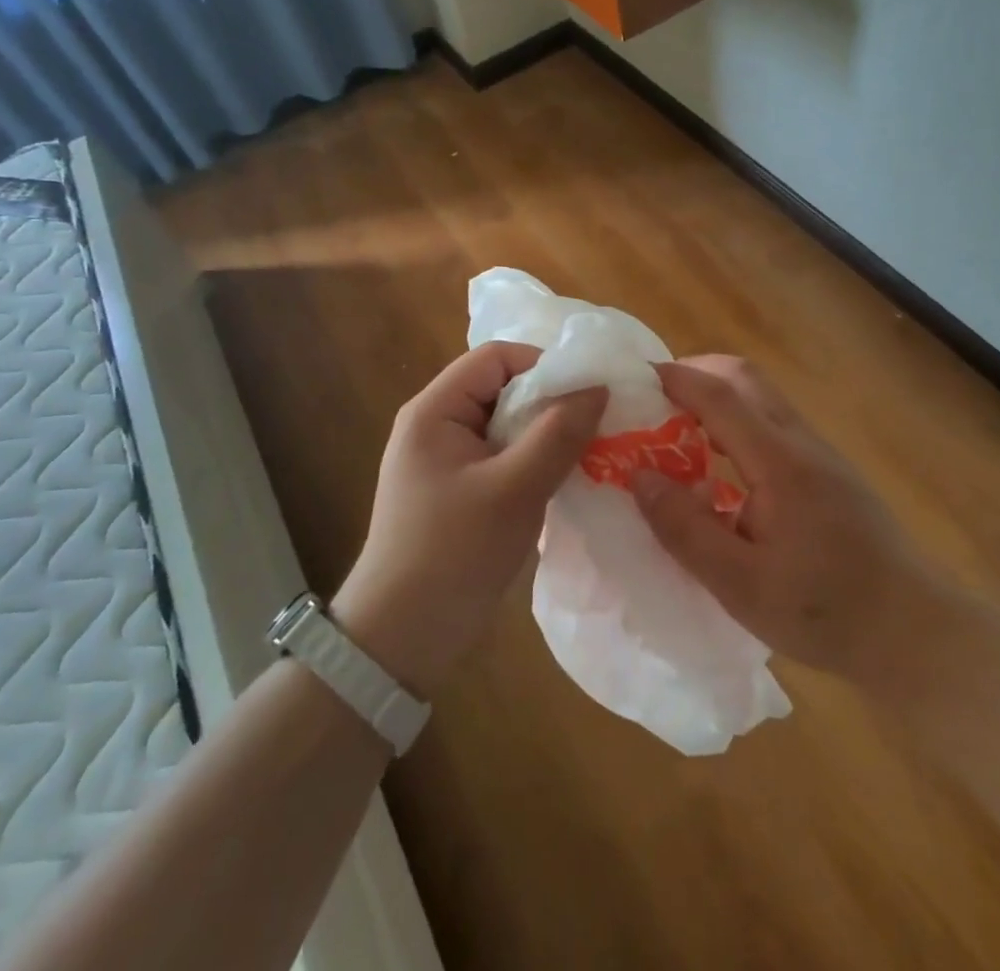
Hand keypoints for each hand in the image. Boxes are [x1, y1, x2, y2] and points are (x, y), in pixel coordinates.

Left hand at [332, 342, 605, 700]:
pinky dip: (534, 462)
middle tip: (595, 427)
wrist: (400, 641)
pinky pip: (503, 457)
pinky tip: (563, 481)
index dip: (544, 365)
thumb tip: (598, 387)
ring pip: (507, 425)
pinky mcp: (459, 491)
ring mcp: (447, 460)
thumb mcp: (514, 490)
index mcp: (435, 410)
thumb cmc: (453, 554)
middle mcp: (437, 425)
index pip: (497, 358)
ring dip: (546, 435)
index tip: (588, 395)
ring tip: (588, 454)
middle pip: (503, 388)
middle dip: (550, 403)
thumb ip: (558, 434)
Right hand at [630, 355, 943, 690]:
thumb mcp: (741, 585)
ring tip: (676, 430)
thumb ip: (686, 529)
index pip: (720, 395)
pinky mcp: (828, 471)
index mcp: (779, 462)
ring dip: (716, 397)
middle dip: (695, 374)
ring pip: (761, 397)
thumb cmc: (825, 611)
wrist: (914, 630)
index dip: (675, 378)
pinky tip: (719, 466)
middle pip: (744, 378)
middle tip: (653, 401)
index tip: (632, 377)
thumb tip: (640, 476)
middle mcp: (800, 442)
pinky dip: (736, 421)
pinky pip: (772, 423)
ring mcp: (819, 453)